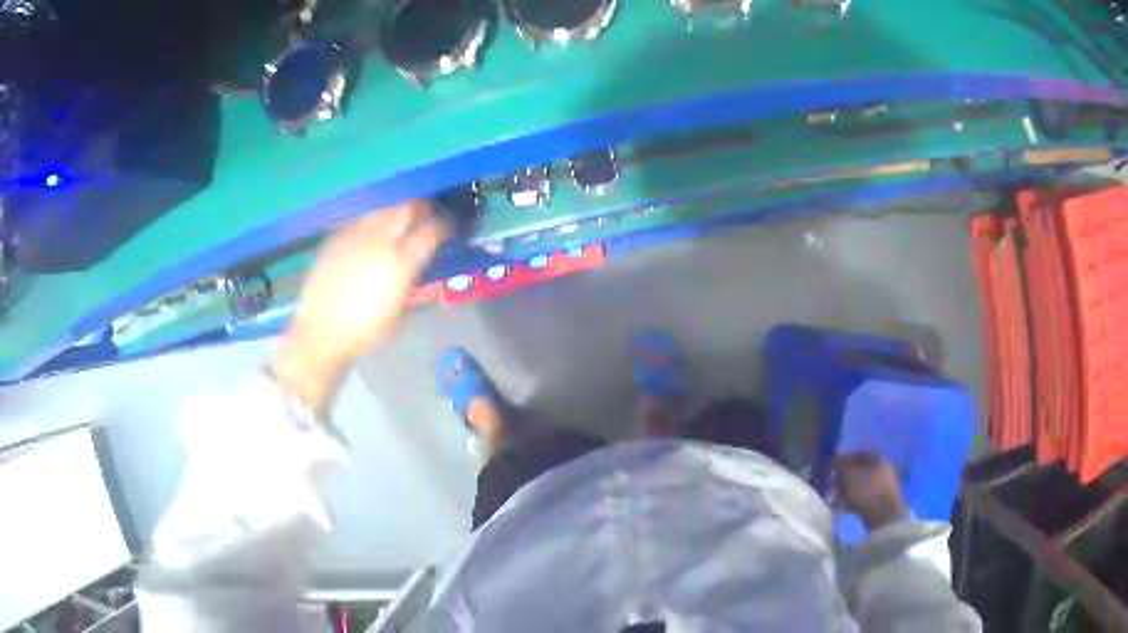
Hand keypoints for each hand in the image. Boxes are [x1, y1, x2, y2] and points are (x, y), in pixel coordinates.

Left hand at [272, 200, 447, 413]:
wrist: (320, 333)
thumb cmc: (365, 331)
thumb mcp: (399, 311)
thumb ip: (411, 280)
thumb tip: (417, 263)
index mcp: (400, 262)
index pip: (432, 230)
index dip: (443, 226)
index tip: (446, 230)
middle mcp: (379, 241)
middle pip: (407, 207)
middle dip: (420, 208)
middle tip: (425, 215)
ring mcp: (354, 236)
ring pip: (383, 209)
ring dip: (395, 213)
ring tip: (397, 223)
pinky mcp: (335, 238)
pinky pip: (360, 221)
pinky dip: (371, 223)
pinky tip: (370, 236)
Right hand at [832, 452, 908, 530]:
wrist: (884, 517)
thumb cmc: (867, 491)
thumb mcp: (849, 476)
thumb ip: (839, 465)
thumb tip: (832, 459)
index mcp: (877, 458)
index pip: (857, 454)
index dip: (842, 460)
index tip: (830, 469)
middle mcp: (883, 469)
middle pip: (859, 470)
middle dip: (844, 477)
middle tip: (831, 484)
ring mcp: (884, 486)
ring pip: (861, 484)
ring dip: (847, 490)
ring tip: (835, 497)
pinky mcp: (881, 501)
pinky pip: (864, 497)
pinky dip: (854, 500)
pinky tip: (844, 506)